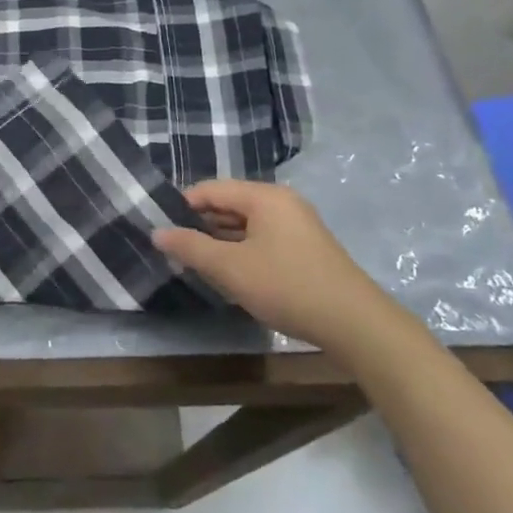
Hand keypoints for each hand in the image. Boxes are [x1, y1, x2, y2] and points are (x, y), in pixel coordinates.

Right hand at [153, 179, 381, 349]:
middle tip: (174, 248)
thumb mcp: (231, 268)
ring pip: (247, 224)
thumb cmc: (287, 286)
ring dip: (221, 240)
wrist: (355, 324)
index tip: (161, 227)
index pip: (212, 189)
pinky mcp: (306, 247)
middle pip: (230, 204)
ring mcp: (297, 224)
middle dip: (201, 224)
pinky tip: (230, 272)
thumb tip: (157, 232)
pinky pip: (263, 238)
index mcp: (264, 196)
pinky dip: (242, 250)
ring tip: (196, 262)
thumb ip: (191, 248)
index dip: (183, 205)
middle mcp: (282, 202)